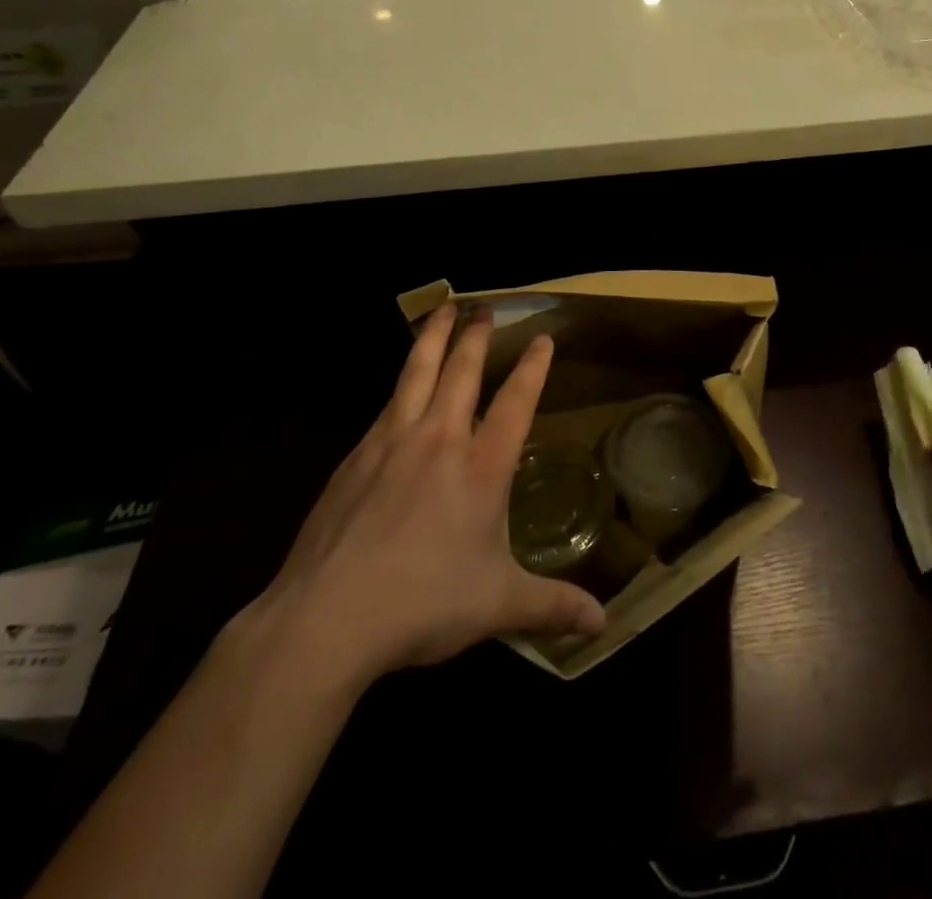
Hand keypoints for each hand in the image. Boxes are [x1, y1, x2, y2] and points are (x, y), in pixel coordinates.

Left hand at [247, 304, 605, 693]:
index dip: (532, 368)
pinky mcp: (355, 458)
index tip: (542, 338)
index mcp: (482, 467)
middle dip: (477, 336)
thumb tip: (604, 624)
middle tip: (485, 307)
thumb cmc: (424, 604)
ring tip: (442, 309)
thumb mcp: (499, 606)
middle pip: (461, 372)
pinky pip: (385, 405)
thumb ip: (552, 606)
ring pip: (416, 374)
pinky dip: (400, 382)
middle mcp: (440, 440)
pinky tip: (398, 385)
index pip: (515, 402)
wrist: (327, 618)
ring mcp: (392, 443)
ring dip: (433, 338)